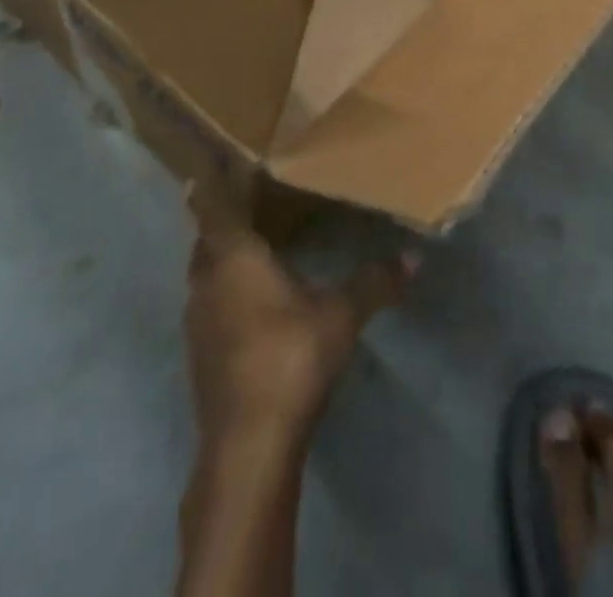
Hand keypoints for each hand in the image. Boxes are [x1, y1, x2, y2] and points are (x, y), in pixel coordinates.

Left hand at [185, 185, 416, 444]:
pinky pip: (209, 307)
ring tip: (255, 249)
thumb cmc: (290, 358)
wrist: (247, 446)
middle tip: (251, 205)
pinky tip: (254, 303)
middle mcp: (207, 283)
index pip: (212, 209)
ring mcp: (198, 324)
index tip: (212, 165)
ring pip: (204, 276)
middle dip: (222, 222)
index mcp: (233, 258)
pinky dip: (225, 294)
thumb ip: (374, 283)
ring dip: (223, 261)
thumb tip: (414, 258)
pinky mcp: (200, 358)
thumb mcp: (341, 315)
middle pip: (205, 242)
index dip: (211, 186)